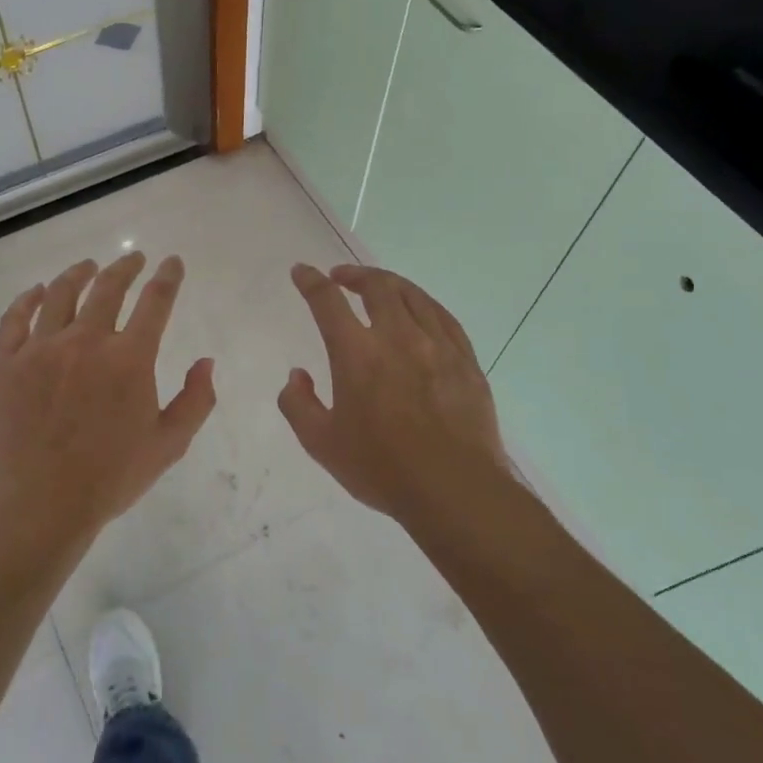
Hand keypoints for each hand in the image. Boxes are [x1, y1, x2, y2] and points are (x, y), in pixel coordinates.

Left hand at [0, 252, 216, 563]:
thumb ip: (196, 400)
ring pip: (60, 293)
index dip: (167, 277)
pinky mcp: (7, 362)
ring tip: (87, 266)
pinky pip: (15, 317)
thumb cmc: (110, 478)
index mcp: (129, 359)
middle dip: (125, 267)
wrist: (41, 505)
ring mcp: (41, 349)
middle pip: (108, 287)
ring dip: (78, 273)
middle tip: (133, 258)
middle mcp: (86, 341)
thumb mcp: (169, 445)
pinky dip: (28, 298)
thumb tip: (206, 362)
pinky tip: (36, 291)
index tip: (171, 262)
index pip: (156, 302)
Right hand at [278, 264, 515, 524]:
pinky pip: (444, 317)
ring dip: (389, 283)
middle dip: (354, 275)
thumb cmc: (382, 468)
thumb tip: (297, 377)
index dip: (310, 281)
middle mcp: (397, 337)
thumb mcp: (321, 444)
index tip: (302, 272)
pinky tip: (420, 310)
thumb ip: (298, 405)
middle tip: (341, 277)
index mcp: (357, 354)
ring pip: (413, 296)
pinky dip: (424, 304)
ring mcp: (437, 346)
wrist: (454, 490)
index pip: (327, 302)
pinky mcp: (466, 360)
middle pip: (376, 287)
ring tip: (378, 285)